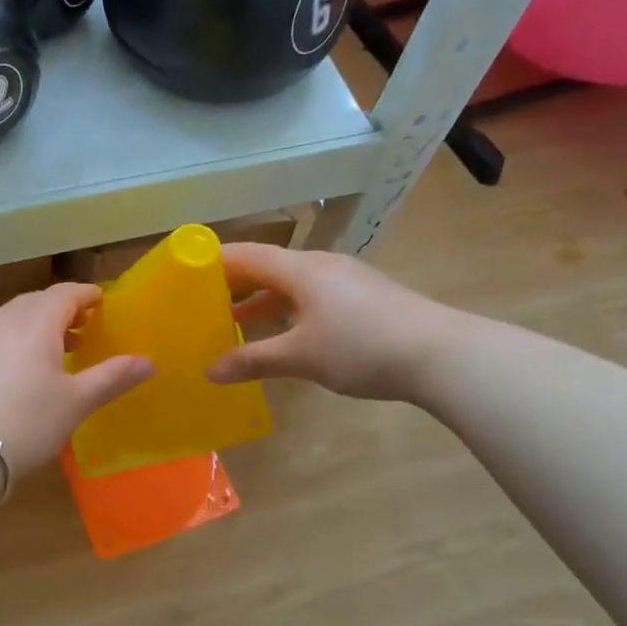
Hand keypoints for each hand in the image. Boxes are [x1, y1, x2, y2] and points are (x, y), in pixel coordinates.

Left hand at [0, 283, 153, 477]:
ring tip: (58, 353)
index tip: (105, 307)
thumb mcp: (76, 402)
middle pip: (40, 302)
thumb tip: (149, 362)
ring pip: (16, 318)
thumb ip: (112, 377)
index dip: (90, 296)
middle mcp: (5, 315)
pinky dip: (17, 342)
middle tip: (87, 333)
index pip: (68, 292)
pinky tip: (23, 370)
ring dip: (40, 327)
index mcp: (37, 318)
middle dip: (65, 312)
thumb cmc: (26, 420)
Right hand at [206, 244, 462, 402]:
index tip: (185, 270)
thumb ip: (253, 360)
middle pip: (268, 266)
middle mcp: (321, 266)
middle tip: (202, 302)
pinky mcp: (364, 299)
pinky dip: (288, 310)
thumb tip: (210, 371)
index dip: (214, 260)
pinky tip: (282, 334)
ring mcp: (346, 281)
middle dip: (234, 283)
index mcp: (301, 269)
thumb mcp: (301, 356)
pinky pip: (312, 296)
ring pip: (291, 284)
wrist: (441, 354)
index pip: (246, 254)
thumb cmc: (362, 347)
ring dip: (262, 300)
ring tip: (233, 320)